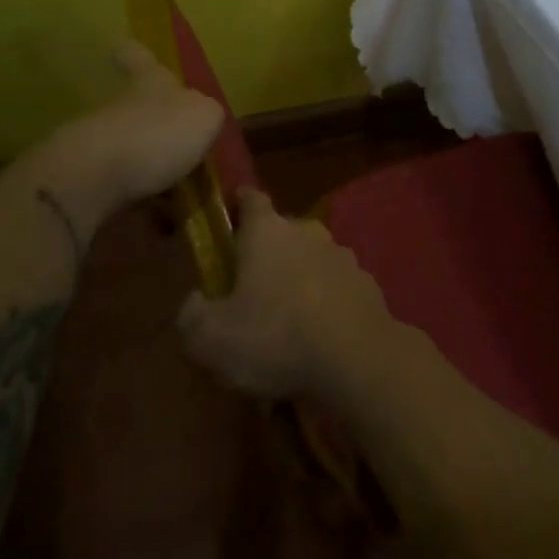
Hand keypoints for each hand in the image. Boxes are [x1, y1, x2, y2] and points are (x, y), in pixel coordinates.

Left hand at [25, 40, 223, 246]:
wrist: (92, 178)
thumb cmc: (156, 134)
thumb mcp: (205, 117)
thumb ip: (207, 116)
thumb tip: (200, 122)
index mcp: (150, 83)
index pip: (139, 57)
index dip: (135, 53)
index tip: (123, 45)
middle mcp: (122, 106)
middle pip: (136, 107)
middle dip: (156, 124)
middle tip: (185, 149)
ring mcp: (100, 142)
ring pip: (131, 149)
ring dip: (152, 169)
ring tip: (182, 197)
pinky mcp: (87, 180)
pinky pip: (123, 188)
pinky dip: (142, 202)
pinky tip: (161, 222)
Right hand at [177, 188, 394, 399]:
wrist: (358, 360)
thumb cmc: (275, 337)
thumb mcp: (210, 337)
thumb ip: (192, 313)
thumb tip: (195, 302)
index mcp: (267, 231)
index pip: (250, 199)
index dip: (237, 206)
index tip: (228, 222)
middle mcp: (307, 232)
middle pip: (280, 234)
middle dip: (265, 258)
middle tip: (249, 296)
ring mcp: (342, 256)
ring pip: (310, 263)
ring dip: (297, 285)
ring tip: (284, 331)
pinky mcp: (366, 284)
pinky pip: (334, 290)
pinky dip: (324, 308)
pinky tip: (316, 345)